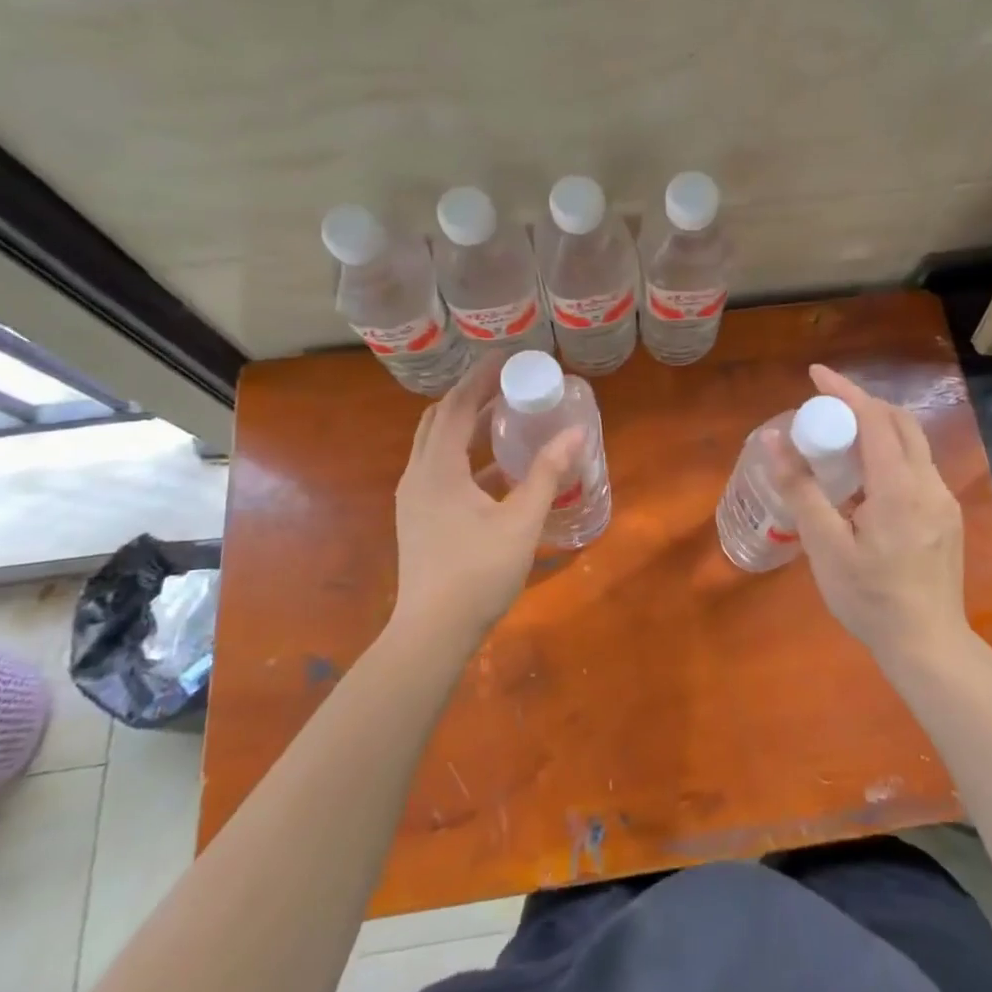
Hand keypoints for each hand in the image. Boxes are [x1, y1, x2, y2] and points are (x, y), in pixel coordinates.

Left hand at [392, 356, 583, 650]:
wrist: (431, 634)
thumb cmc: (478, 573)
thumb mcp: (521, 521)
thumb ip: (547, 474)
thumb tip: (576, 433)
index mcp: (438, 468)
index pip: (457, 405)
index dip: (481, 377)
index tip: (508, 357)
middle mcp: (419, 474)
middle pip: (441, 419)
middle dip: (472, 396)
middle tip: (508, 385)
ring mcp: (415, 498)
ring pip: (437, 444)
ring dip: (468, 425)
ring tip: (507, 417)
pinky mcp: (419, 517)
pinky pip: (440, 468)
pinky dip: (465, 455)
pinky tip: (497, 469)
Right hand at [770, 364, 967, 668]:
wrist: (928, 646)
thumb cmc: (870, 599)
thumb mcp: (826, 547)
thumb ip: (801, 489)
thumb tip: (776, 440)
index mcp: (900, 488)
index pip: (875, 418)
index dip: (844, 391)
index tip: (815, 374)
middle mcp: (929, 484)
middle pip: (900, 422)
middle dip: (862, 403)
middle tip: (825, 407)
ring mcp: (943, 501)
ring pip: (912, 444)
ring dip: (877, 428)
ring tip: (838, 440)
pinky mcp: (946, 517)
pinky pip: (916, 467)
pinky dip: (889, 454)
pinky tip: (864, 481)